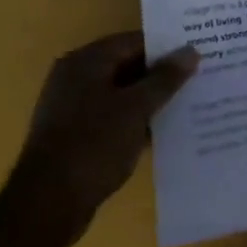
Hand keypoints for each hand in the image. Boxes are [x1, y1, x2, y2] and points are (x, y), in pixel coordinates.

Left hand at [12, 32, 197, 244]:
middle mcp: (75, 78)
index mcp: (86, 61)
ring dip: (150, 99)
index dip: (168, 47)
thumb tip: (191, 51)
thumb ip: (165, 78)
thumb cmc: (94, 145)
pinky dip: (135, 120)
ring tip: (188, 103)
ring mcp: (72, 108)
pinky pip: (112, 117)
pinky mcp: (74, 136)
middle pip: (127, 65)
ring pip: (121, 93)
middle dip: (161, 74)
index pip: (135, 41)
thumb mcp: (137, 108)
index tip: (198, 54)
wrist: (47, 205)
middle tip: (199, 77)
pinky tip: (162, 131)